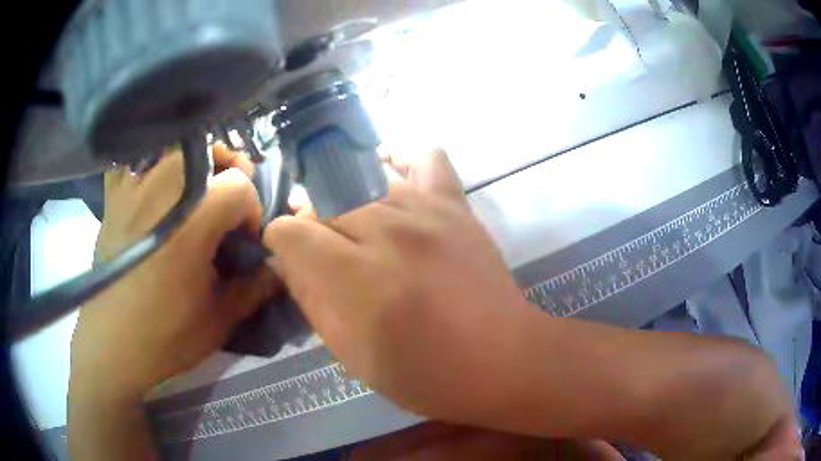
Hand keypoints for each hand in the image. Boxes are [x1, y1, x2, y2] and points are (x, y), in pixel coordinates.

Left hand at [71, 146, 278, 401]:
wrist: (112, 345)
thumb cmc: (166, 336)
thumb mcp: (220, 319)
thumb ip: (255, 287)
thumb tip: (280, 266)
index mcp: (192, 222)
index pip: (240, 185)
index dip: (252, 208)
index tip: (245, 238)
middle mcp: (162, 192)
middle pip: (208, 150)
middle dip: (228, 170)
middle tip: (226, 202)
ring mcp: (134, 190)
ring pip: (172, 149)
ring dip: (192, 163)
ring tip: (194, 191)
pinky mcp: (114, 200)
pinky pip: (133, 163)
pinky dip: (148, 166)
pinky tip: (152, 187)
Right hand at [263, 148, 531, 422]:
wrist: (502, 360)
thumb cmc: (425, 374)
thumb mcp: (352, 355)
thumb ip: (312, 301)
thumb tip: (287, 261)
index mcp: (359, 280)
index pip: (292, 232)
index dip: (280, 242)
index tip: (287, 257)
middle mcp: (391, 234)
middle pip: (324, 203)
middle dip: (311, 224)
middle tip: (322, 250)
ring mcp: (428, 212)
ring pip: (362, 182)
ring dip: (345, 203)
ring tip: (353, 228)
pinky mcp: (456, 206)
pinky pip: (426, 157)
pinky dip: (401, 159)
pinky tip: (388, 174)